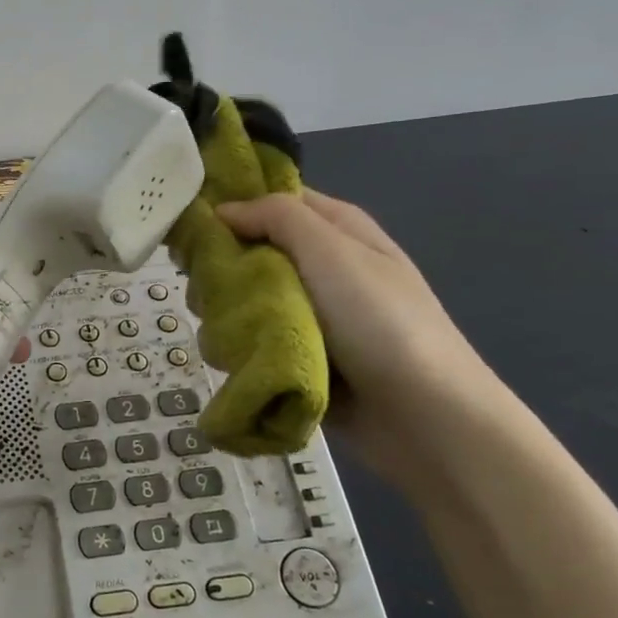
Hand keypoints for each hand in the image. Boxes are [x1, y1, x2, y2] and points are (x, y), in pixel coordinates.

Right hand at [216, 189, 500, 485]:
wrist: (425, 418)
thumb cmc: (381, 322)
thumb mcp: (332, 252)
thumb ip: (277, 217)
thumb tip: (223, 210)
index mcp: (336, 230)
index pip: (274, 200)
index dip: (233, 206)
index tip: (192, 225)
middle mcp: (319, 267)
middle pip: (248, 251)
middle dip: (220, 269)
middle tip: (206, 288)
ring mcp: (308, 315)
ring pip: (241, 300)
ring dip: (224, 313)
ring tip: (224, 331)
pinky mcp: (296, 357)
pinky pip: (250, 341)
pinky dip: (238, 347)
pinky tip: (234, 359)